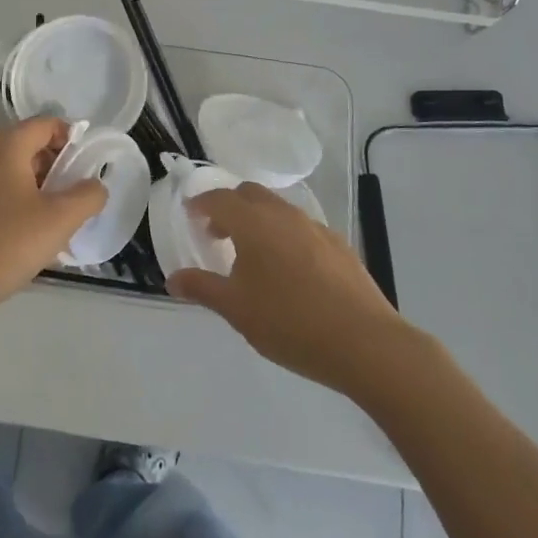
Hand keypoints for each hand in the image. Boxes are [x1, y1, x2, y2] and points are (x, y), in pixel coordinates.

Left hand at [0, 117, 105, 321]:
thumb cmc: (6, 244)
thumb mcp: (60, 220)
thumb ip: (87, 196)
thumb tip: (94, 186)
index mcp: (7, 147)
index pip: (47, 124)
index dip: (73, 139)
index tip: (90, 168)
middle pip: (32, 147)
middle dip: (60, 168)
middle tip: (79, 198)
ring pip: (17, 173)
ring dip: (43, 190)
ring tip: (61, 221)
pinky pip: (2, 194)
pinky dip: (23, 205)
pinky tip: (33, 237)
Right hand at [168, 182, 406, 394]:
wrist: (365, 343)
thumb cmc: (290, 323)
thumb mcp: (236, 310)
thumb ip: (202, 288)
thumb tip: (173, 279)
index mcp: (254, 223)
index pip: (220, 199)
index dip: (201, 204)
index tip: (190, 214)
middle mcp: (284, 215)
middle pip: (250, 194)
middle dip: (229, 206)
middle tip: (216, 233)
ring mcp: (316, 228)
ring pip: (278, 210)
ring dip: (258, 220)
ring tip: (251, 255)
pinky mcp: (339, 246)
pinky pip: (301, 228)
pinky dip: (283, 236)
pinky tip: (288, 271)